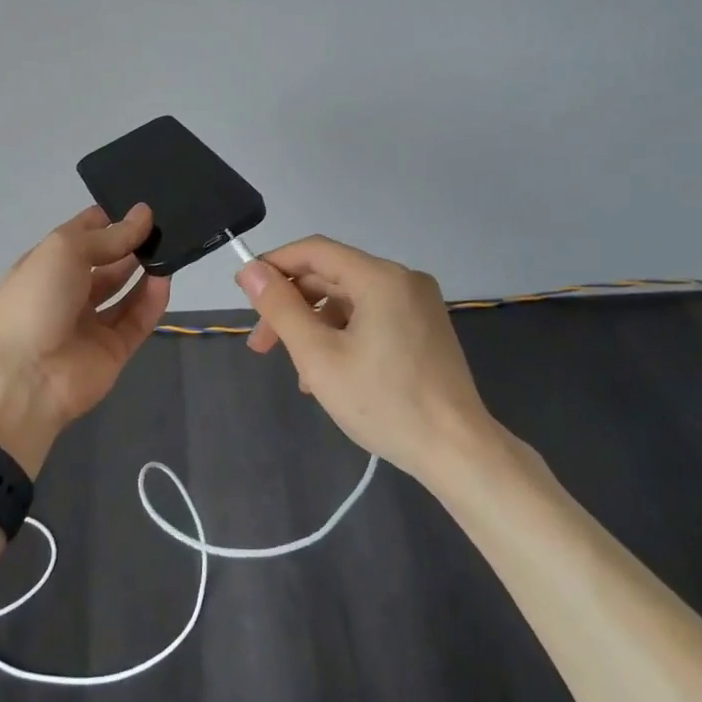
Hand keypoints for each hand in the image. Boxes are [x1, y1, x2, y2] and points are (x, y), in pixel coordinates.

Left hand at [0, 204, 170, 471]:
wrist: (27, 377)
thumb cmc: (37, 300)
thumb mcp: (66, 251)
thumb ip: (109, 235)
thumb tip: (144, 213)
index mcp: (46, 265)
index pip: (81, 235)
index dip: (108, 220)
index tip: (139, 207)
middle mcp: (67, 291)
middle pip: (106, 262)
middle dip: (130, 243)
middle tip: (163, 225)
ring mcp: (90, 322)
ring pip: (123, 291)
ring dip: (144, 269)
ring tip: (170, 247)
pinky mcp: (113, 349)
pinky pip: (137, 319)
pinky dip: (152, 300)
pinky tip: (166, 278)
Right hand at [236, 237, 499, 484]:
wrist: (458, 451)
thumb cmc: (384, 403)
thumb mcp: (319, 357)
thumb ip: (281, 309)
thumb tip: (251, 271)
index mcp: (380, 278)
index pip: (314, 251)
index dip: (274, 265)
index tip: (244, 291)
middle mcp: (402, 280)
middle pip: (331, 276)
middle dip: (292, 306)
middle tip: (261, 344)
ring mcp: (418, 304)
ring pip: (349, 300)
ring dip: (315, 327)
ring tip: (297, 372)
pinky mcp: (424, 328)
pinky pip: (371, 317)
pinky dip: (342, 335)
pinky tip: (328, 373)